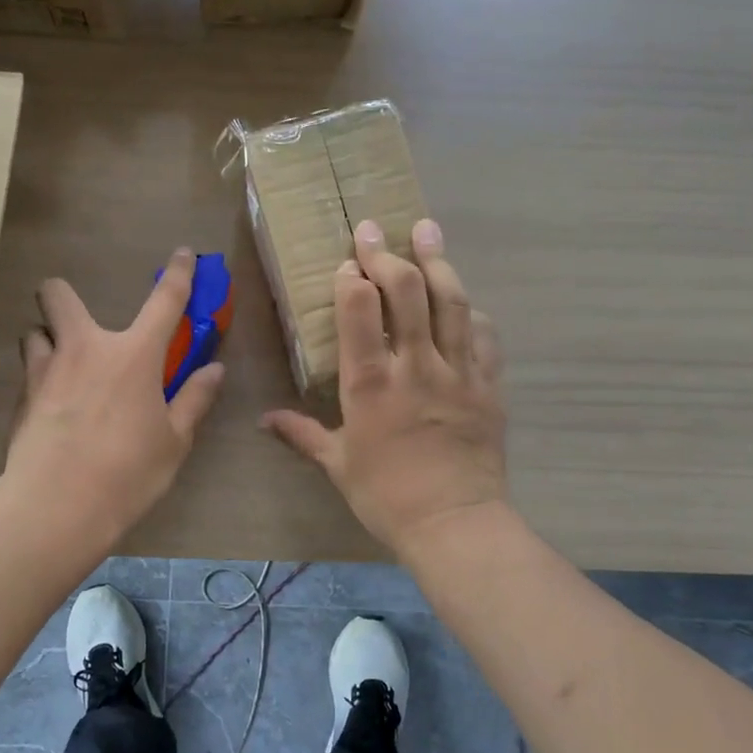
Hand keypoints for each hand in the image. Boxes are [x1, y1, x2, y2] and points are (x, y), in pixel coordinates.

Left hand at [4, 249, 226, 546]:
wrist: (57, 508)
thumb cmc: (128, 473)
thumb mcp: (173, 441)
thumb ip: (194, 400)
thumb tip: (214, 370)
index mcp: (133, 356)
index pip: (164, 301)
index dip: (178, 274)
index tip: (182, 254)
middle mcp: (84, 349)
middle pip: (57, 295)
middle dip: (62, 295)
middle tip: (80, 326)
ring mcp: (45, 371)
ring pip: (34, 332)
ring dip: (49, 342)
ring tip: (64, 371)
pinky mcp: (20, 399)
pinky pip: (28, 373)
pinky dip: (41, 380)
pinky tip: (52, 412)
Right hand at [264, 219, 507, 556]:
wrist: (455, 524)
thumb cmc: (386, 496)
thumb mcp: (337, 465)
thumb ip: (302, 434)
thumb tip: (265, 420)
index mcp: (371, 384)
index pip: (360, 311)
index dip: (352, 279)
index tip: (346, 264)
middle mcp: (416, 366)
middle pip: (408, 292)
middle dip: (388, 254)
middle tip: (374, 230)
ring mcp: (458, 372)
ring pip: (451, 302)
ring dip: (437, 261)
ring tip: (427, 229)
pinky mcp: (488, 386)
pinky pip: (484, 336)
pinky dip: (471, 311)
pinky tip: (464, 299)